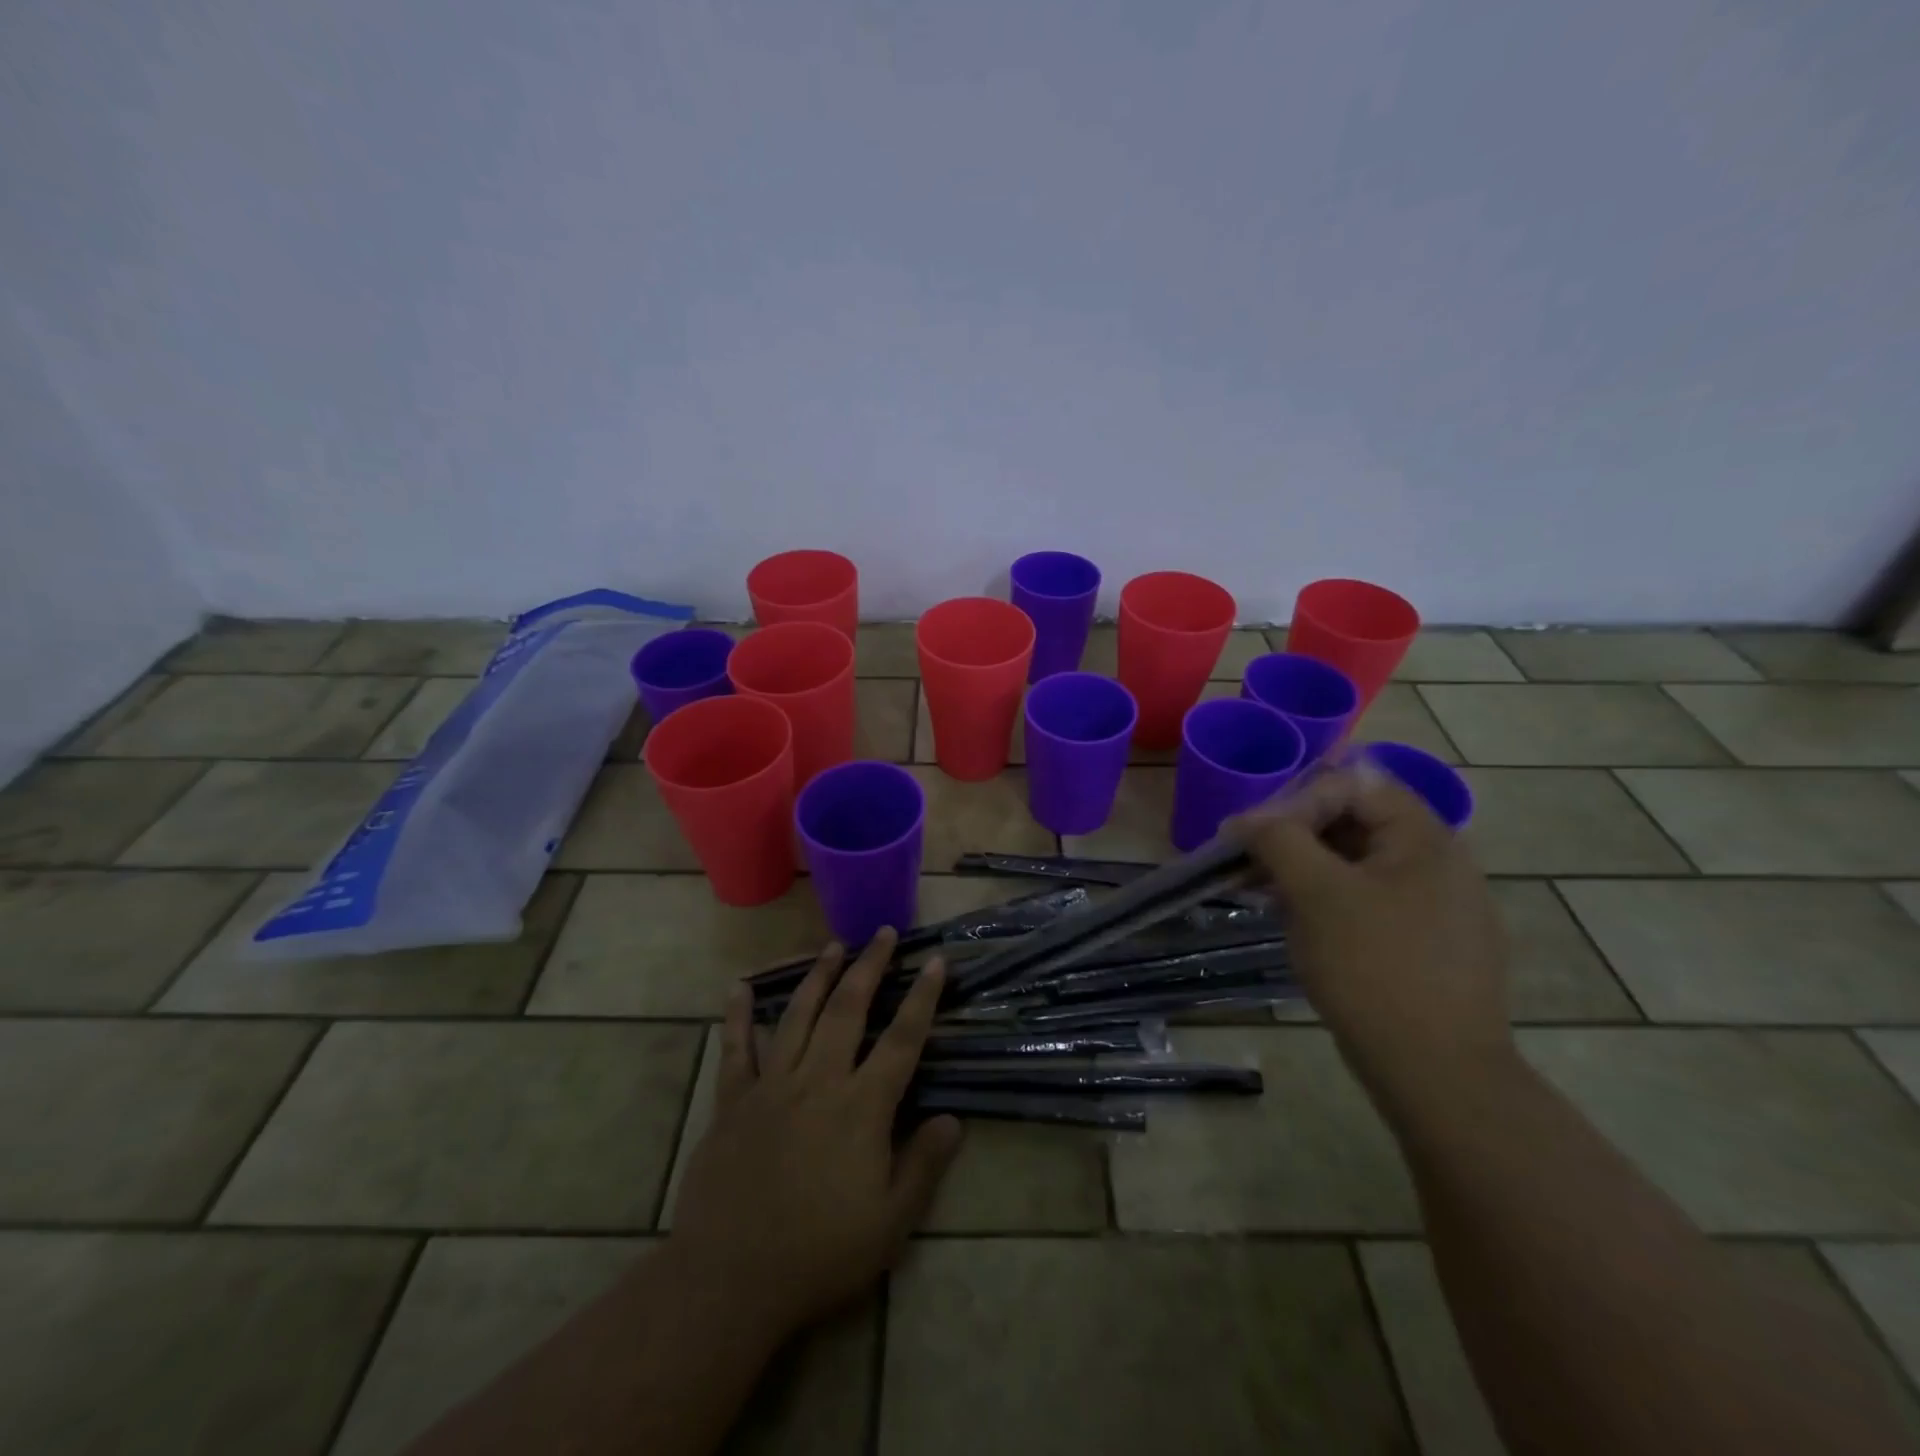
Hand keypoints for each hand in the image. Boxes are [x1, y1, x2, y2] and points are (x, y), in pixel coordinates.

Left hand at [668, 930, 963, 1337]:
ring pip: (798, 1016)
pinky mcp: (733, 1102)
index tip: (934, 961)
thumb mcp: (890, 1224)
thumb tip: (953, 1119)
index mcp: (861, 1108)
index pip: (902, 1040)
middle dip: (869, 967)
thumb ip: (923, 1166)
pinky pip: (736, 1050)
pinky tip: (737, 987)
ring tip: (833, 946)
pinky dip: (737, 1016)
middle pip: (848, 1010)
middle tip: (882, 933)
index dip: (922, 998)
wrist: (729, 1280)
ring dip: (818, 977)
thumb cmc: (819, 1254)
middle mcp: (819, 1081)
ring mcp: (772, 1086)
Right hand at [1233, 762, 1513, 1112]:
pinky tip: (1299, 924)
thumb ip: (1279, 839)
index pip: (1353, 785)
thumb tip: (1247, 819)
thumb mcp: (1316, 893)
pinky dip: (1329, 900)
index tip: (1251, 835)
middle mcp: (1440, 862)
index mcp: (1425, 838)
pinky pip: (1370, 900)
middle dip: (1296, 835)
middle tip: (1250, 863)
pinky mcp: (1428, 943)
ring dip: (1306, 869)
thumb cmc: (1374, 968)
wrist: (1438, 1073)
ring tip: (1263, 893)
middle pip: (1356, 821)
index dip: (1296, 801)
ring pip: (1358, 864)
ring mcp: (1439, 906)